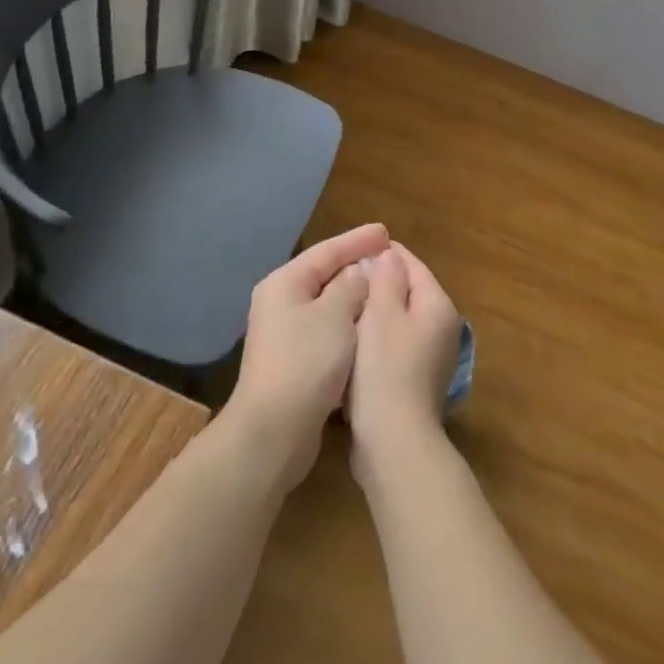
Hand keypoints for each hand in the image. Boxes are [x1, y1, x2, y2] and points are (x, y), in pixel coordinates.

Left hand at [223, 223, 386, 490]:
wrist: (274, 431)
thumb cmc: (306, 362)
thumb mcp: (335, 315)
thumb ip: (351, 286)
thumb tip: (360, 271)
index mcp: (285, 284)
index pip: (326, 251)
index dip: (357, 240)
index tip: (386, 232)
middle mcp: (281, 303)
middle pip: (325, 275)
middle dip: (357, 266)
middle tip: (389, 258)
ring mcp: (286, 334)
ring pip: (328, 305)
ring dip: (355, 297)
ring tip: (386, 288)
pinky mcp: (295, 362)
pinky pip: (328, 330)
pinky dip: (350, 324)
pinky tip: (370, 326)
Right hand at [348, 243, 462, 482]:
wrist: (393, 440)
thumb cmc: (385, 368)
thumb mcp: (382, 313)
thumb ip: (386, 277)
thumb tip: (389, 254)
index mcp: (438, 305)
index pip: (411, 264)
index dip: (382, 254)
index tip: (351, 252)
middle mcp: (442, 327)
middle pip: (406, 291)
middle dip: (376, 283)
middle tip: (343, 281)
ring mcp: (432, 356)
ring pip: (398, 319)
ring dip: (374, 313)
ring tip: (342, 307)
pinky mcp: (416, 379)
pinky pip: (394, 345)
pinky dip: (375, 339)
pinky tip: (351, 343)